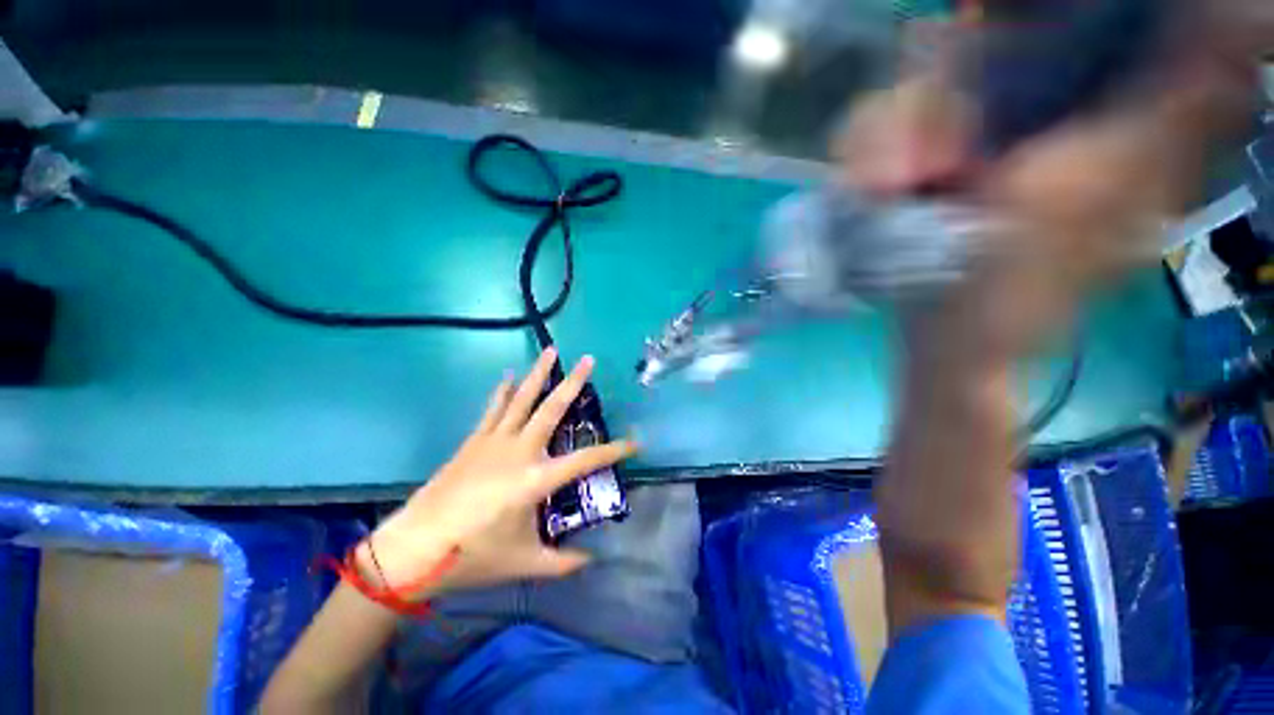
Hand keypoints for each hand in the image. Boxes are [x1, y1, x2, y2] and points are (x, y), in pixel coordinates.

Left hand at [360, 348, 636, 598]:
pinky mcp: (474, 441)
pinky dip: (503, 391)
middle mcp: (519, 451)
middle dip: (573, 383)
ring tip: (550, 350)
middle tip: (588, 360)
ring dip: (538, 374)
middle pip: (552, 409)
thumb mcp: (524, 563)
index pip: (586, 461)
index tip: (635, 443)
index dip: (613, 452)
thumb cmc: (472, 556)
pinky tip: (508, 376)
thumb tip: (589, 560)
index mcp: (536, 480)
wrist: (413, 549)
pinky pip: (493, 409)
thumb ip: (561, 562)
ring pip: (522, 399)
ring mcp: (494, 442)